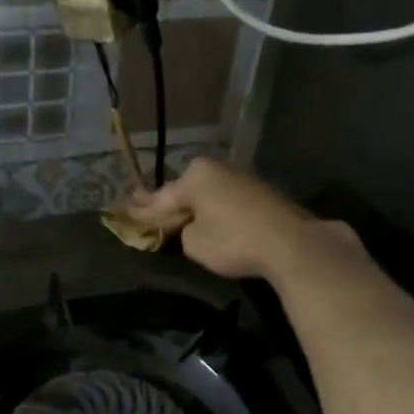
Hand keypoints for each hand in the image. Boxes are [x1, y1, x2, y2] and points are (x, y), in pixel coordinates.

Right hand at [125, 158, 353, 281]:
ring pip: (208, 194)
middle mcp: (218, 169)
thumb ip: (182, 231)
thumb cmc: (234, 241)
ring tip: (174, 215)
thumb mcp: (194, 242)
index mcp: (196, 175)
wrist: (291, 244)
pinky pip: (226, 201)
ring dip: (194, 206)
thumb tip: (188, 226)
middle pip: (186, 190)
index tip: (122, 211)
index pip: (162, 197)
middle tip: (142, 206)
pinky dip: (215, 210)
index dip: (143, 211)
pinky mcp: (261, 194)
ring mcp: (242, 179)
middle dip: (168, 202)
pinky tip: (208, 217)